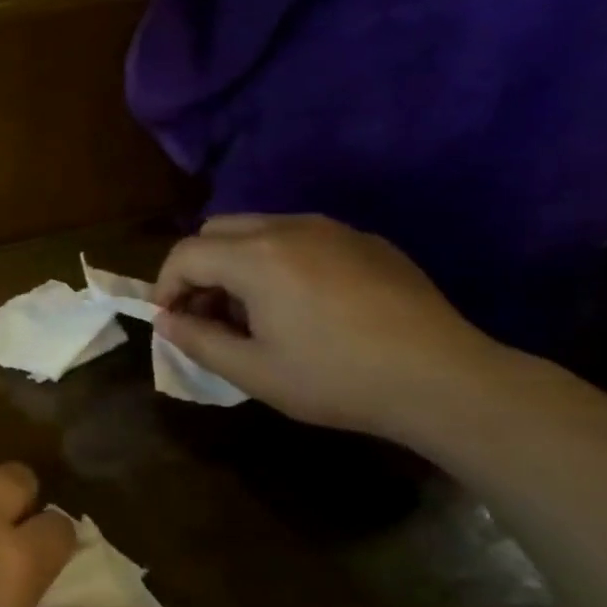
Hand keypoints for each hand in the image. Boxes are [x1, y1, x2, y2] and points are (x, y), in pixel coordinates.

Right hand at [153, 215, 509, 439]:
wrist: (441, 378)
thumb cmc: (335, 379)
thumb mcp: (254, 371)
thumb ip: (198, 341)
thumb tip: (167, 322)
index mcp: (256, 257)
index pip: (185, 254)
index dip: (166, 287)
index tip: (171, 323)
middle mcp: (289, 227)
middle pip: (217, 230)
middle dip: (199, 269)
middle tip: (209, 316)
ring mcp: (333, 229)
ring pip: (260, 228)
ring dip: (238, 263)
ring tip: (255, 313)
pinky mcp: (366, 241)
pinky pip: (302, 237)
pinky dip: (279, 261)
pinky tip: (304, 306)